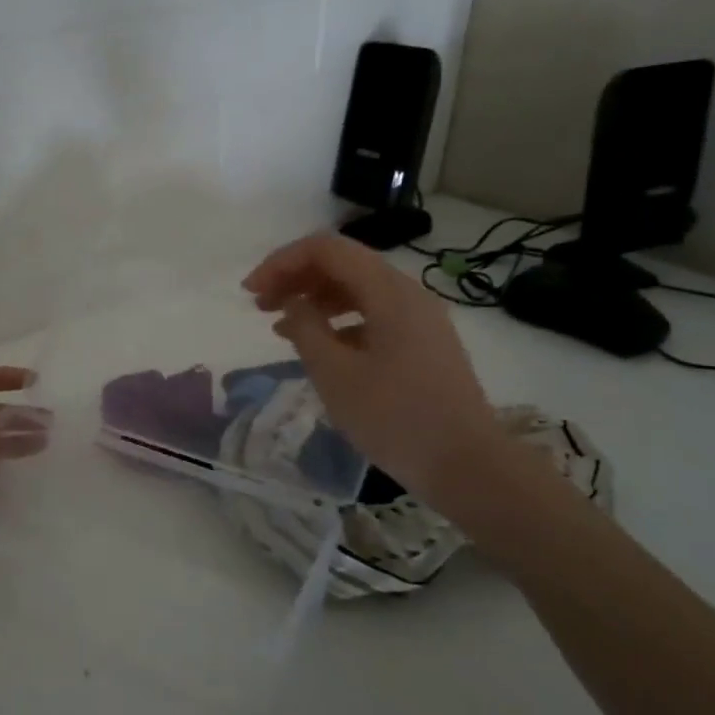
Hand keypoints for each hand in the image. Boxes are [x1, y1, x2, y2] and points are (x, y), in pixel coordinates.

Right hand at [243, 234, 506, 501]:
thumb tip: (293, 302)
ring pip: (357, 290)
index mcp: (388, 292)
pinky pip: (372, 315)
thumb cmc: (394, 417)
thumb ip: (306, 329)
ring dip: (314, 299)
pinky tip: (318, 347)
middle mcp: (407, 293)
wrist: (465, 464)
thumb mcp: (335, 374)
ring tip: (279, 325)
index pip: (326, 250)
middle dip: (295, 278)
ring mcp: (419, 319)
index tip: (250, 292)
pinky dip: (338, 321)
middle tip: (258, 306)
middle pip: (343, 265)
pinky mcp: (422, 344)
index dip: (281, 262)